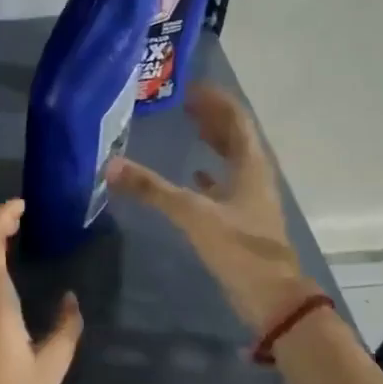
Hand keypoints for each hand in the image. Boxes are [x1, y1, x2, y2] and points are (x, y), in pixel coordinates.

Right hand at [107, 84, 314, 332]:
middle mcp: (254, 176)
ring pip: (233, 159)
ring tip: (189, 127)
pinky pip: (227, 185)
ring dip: (214, 141)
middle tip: (184, 103)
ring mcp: (251, 199)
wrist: (271, 297)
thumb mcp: (193, 215)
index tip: (191, 86)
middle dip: (212, 117)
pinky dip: (211, 174)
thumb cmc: (239, 249)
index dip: (216, 101)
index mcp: (250, 166)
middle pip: (236, 136)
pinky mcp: (244, 220)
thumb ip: (152, 189)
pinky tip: (196, 175)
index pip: (236, 120)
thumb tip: (111, 165)